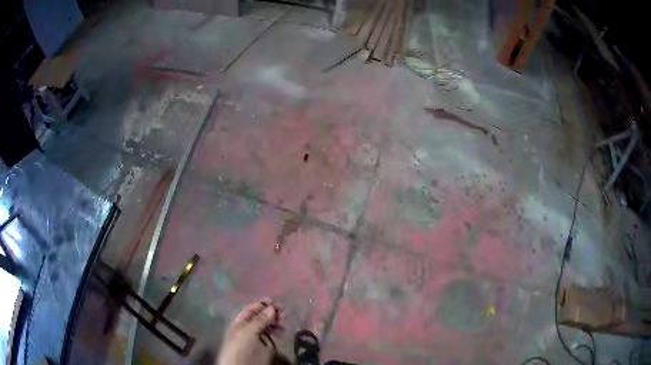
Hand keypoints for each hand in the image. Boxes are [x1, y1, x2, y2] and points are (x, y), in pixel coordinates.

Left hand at [217, 298, 281, 364]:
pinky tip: (282, 331)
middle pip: (260, 316)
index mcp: (240, 321)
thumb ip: (260, 319)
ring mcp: (257, 336)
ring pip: (267, 325)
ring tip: (283, 322)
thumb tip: (272, 307)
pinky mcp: (264, 345)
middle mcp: (248, 327)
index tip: (273, 302)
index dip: (261, 304)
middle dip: (270, 313)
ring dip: (275, 322)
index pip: (251, 309)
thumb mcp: (248, 331)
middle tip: (282, 313)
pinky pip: (272, 335)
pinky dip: (277, 331)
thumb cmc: (240, 345)